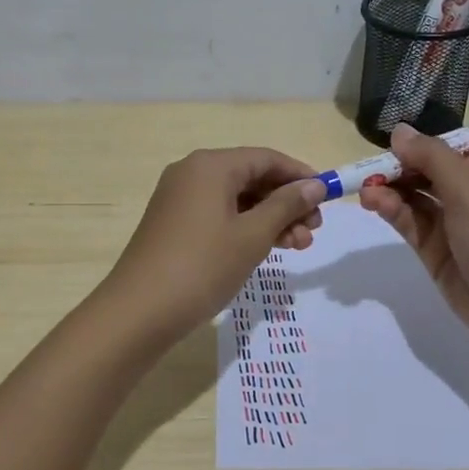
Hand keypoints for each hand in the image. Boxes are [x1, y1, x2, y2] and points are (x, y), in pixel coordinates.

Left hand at [101, 148, 326, 344]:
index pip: (266, 158)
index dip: (300, 176)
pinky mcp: (174, 223)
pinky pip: (219, 214)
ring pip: (236, 199)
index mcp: (210, 166)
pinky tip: (267, 249)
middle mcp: (192, 173)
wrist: (140, 310)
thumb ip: (286, 206)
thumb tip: (314, 185)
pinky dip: (245, 228)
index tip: (328, 198)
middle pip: (251, 177)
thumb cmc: (202, 266)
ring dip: (270, 219)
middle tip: (314, 231)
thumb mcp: (252, 236)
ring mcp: (179, 199)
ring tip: (298, 247)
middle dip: (286, 202)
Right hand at [357, 124, 468, 355]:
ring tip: (365, 191)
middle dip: (397, 169)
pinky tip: (375, 205)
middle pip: (426, 173)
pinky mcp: (436, 253)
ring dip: (390, 191)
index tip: (387, 147)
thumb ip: (432, 158)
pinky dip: (392, 212)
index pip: (447, 150)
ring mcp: (452, 226)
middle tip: (367, 173)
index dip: (418, 146)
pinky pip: (411, 224)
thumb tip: (399, 131)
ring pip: (414, 199)